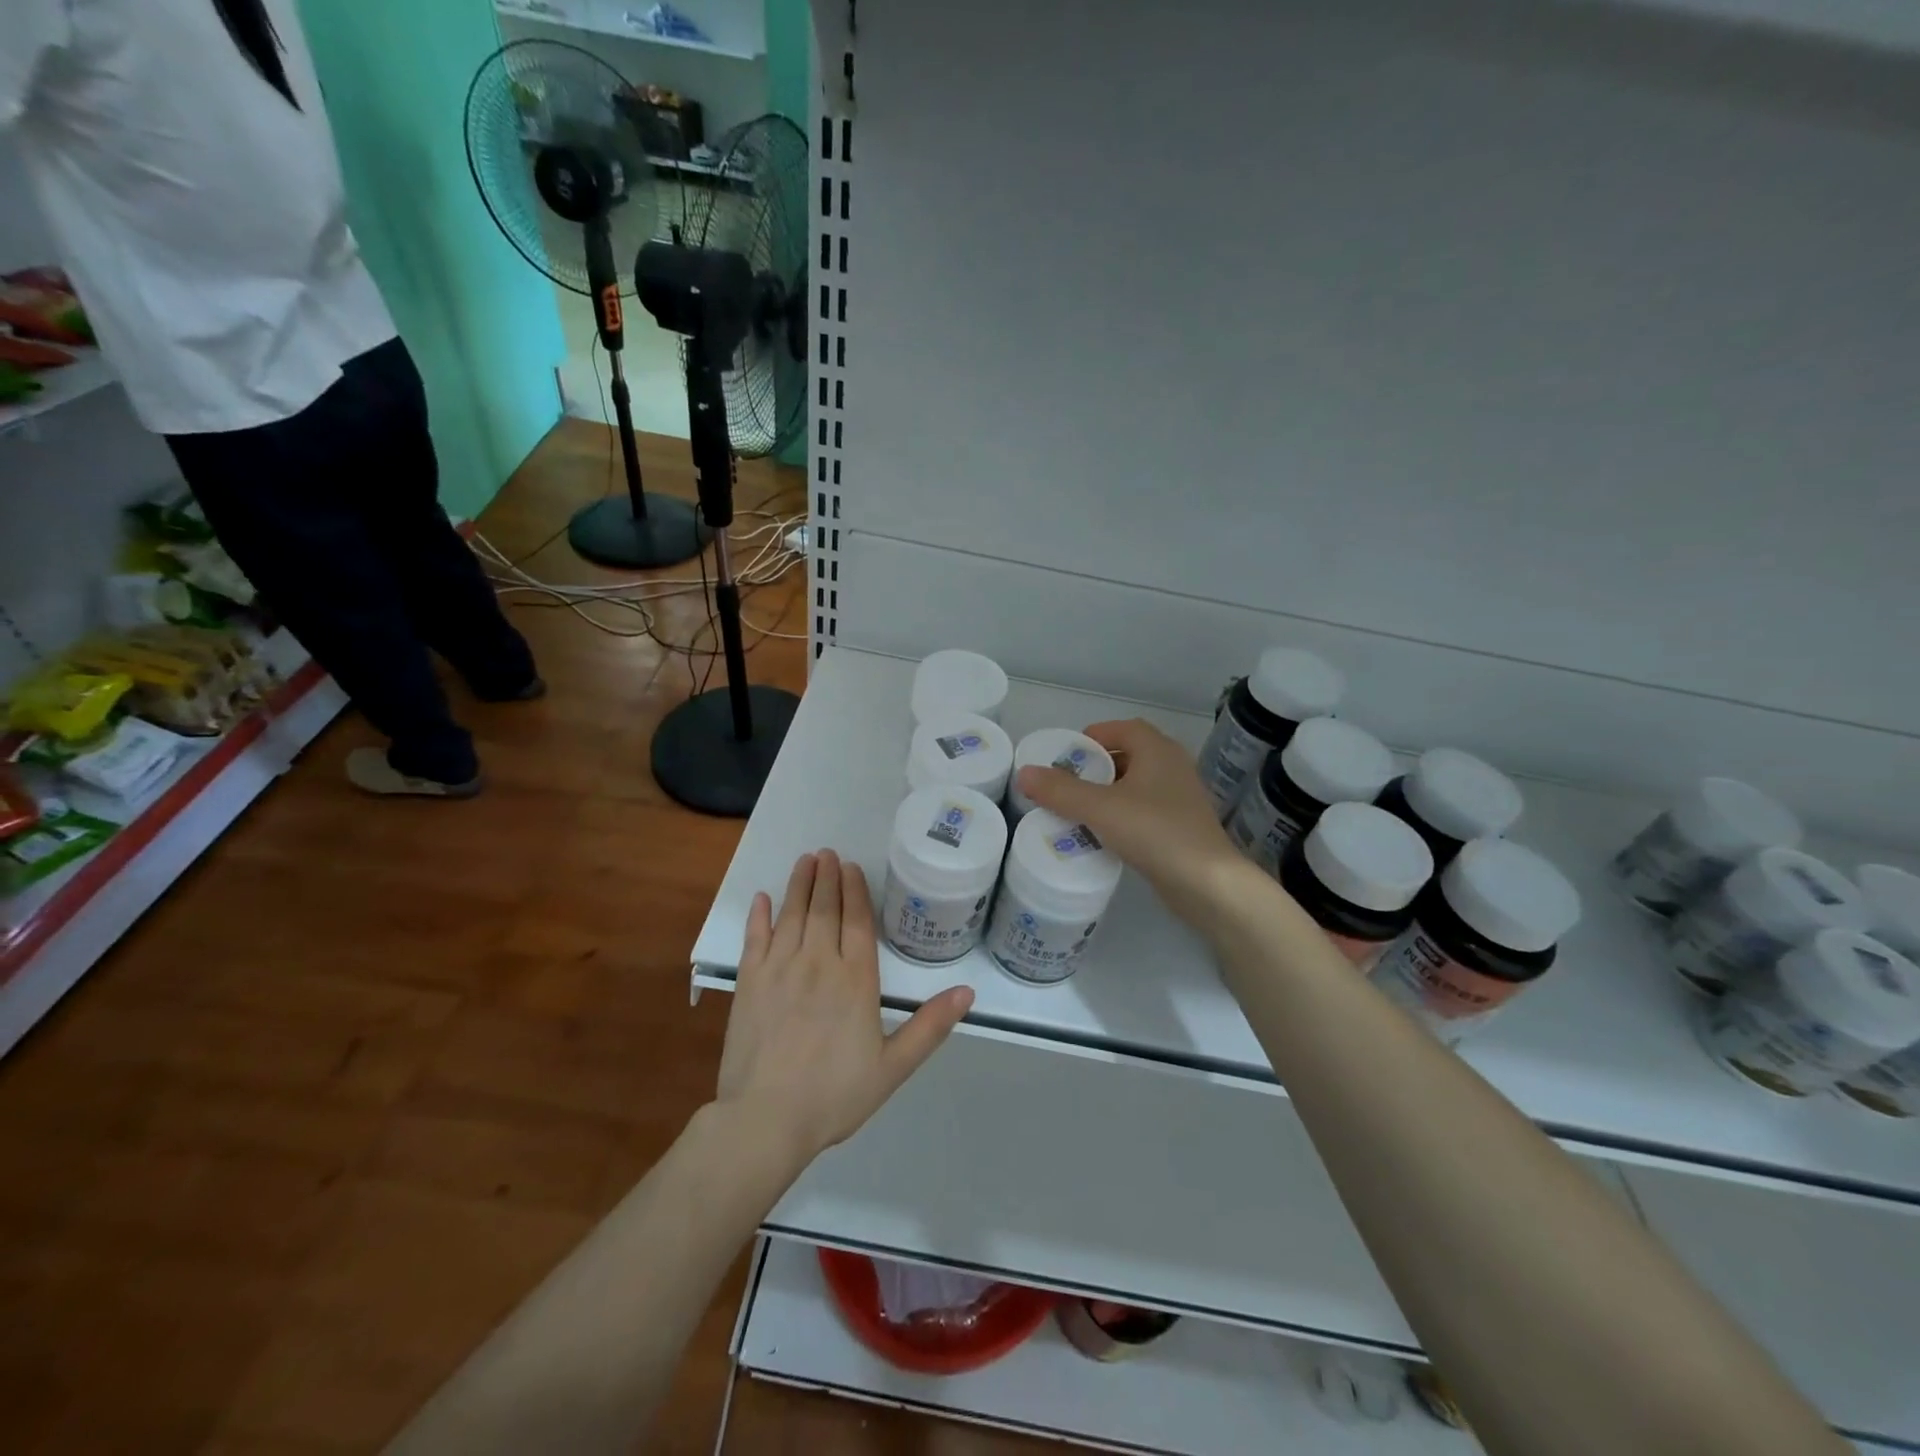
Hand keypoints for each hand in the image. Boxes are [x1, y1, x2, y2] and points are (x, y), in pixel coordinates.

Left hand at [717, 850, 974, 1166]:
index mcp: (856, 979)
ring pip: (792, 914)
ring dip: (799, 884)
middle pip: (824, 909)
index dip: (855, 890)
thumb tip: (968, 992)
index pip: (857, 921)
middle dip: (827, 877)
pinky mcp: (749, 982)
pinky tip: (762, 898)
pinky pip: (755, 938)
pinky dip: (759, 915)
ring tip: (805, 861)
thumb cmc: (835, 1094)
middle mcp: (818, 962)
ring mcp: (780, 968)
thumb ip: (930, 1026)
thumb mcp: (893, 1066)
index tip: (851, 867)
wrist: (767, 1119)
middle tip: (827, 852)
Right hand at [1015, 719, 1250, 926]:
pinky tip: (1104, 834)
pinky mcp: (1181, 826)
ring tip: (1078, 809)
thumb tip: (1024, 773)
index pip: (1123, 728)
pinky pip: (1144, 810)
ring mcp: (1180, 798)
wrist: (1207, 883)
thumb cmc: (1154, 831)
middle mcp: (1173, 767)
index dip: (1094, 736)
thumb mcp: (1100, 808)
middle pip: (1129, 755)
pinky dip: (1122, 814)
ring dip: (1108, 792)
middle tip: (1066, 784)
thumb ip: (1060, 791)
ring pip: (1136, 785)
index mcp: (1158, 750)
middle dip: (1096, 767)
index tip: (1068, 754)